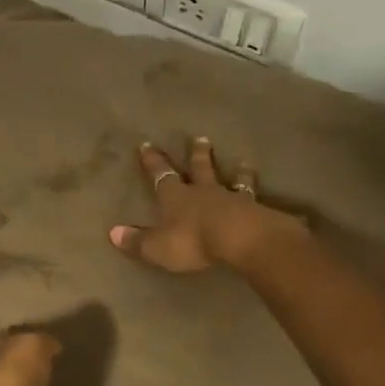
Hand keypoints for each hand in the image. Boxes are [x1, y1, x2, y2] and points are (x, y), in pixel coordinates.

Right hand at [110, 137, 304, 273]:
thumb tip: (112, 233)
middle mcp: (204, 192)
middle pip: (200, 169)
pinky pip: (258, 201)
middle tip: (200, 139)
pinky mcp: (257, 210)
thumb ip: (137, 241)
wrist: (241, 238)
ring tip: (243, 162)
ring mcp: (233, 198)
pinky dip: (261, 198)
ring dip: (236, 171)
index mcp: (177, 197)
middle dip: (197, 155)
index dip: (153, 162)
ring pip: (233, 180)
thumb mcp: (158, 246)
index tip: (147, 144)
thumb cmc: (194, 240)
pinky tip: (271, 199)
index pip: (161, 175)